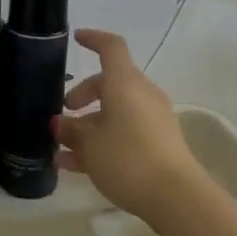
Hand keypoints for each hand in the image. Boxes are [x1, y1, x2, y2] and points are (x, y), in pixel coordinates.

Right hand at [55, 29, 209, 227]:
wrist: (175, 196)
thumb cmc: (127, 159)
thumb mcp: (90, 145)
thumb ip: (71, 131)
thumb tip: (61, 124)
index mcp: (125, 83)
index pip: (111, 48)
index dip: (93, 39)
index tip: (76, 39)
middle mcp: (141, 94)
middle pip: (110, 83)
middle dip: (83, 95)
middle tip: (64, 112)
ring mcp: (153, 119)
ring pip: (115, 111)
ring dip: (89, 125)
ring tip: (62, 149)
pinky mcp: (158, 142)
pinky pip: (124, 131)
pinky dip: (102, 141)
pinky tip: (75, 167)